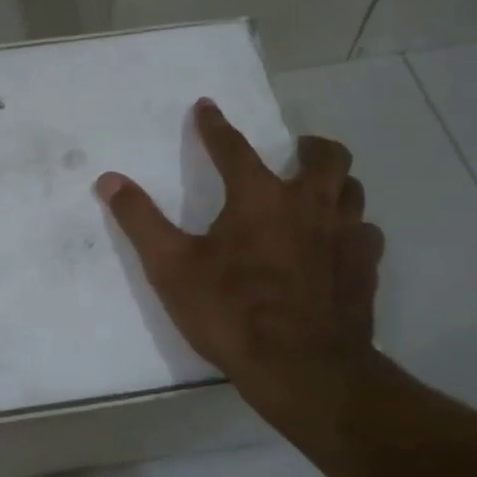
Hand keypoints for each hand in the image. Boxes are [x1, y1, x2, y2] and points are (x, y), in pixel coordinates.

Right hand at [96, 98, 384, 421]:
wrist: (302, 369)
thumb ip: (140, 220)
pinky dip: (353, 229)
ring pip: (353, 190)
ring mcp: (345, 235)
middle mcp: (309, 204)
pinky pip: (367, 233)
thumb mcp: (171, 268)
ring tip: (319, 193)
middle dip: (309, 146)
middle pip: (325, 157)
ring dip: (335, 183)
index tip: (206, 107)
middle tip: (295, 150)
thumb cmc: (231, 313)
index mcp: (259, 197)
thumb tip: (109, 179)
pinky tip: (339, 244)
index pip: (233, 148)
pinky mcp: (366, 268)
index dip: (215, 126)